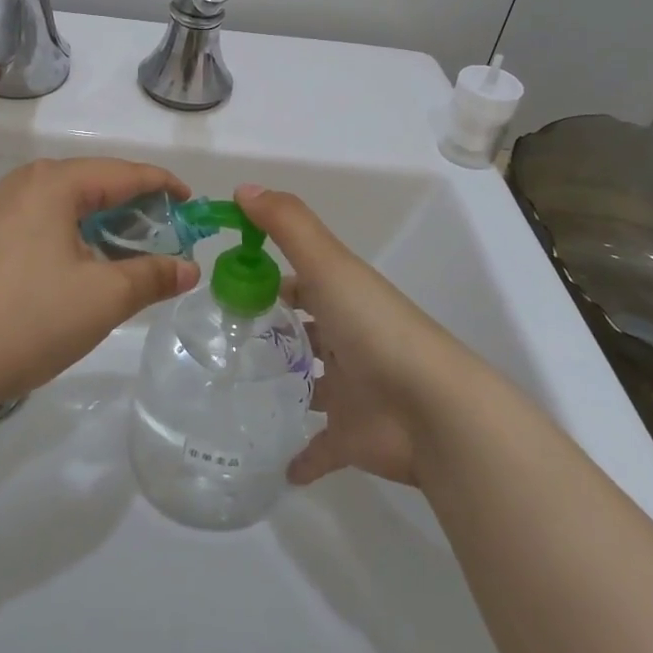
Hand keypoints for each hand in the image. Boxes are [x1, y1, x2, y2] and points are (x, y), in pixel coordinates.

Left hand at [0, 158, 199, 402]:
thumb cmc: (32, 316)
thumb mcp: (105, 297)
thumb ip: (153, 276)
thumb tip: (189, 269)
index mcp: (54, 182)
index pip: (123, 172)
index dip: (163, 186)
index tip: (193, 205)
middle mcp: (25, 184)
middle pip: (95, 184)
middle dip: (136, 208)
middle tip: (169, 235)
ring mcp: (1, 211)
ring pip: (69, 205)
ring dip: (106, 225)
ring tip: (134, 253)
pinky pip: (46, 223)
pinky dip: (77, 236)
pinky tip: (89, 265)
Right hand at [235, 184, 474, 487]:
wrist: (431, 410)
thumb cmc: (374, 328)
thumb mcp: (329, 265)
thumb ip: (287, 225)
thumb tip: (243, 188)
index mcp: (343, 299)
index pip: (301, 283)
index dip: (268, 279)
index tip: (225, 286)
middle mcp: (348, 341)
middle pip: (307, 331)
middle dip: (274, 332)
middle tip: (221, 340)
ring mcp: (351, 392)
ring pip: (313, 385)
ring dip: (286, 386)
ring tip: (233, 392)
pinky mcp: (350, 439)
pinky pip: (319, 449)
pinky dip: (300, 457)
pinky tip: (272, 463)